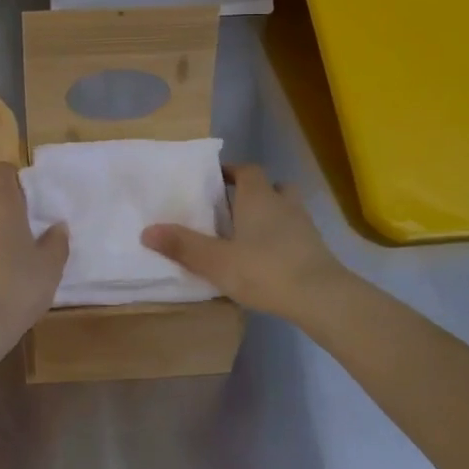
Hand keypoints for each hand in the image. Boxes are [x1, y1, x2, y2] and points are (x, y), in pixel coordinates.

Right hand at [141, 164, 346, 319]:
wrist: (322, 298)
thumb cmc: (265, 269)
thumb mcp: (216, 260)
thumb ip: (182, 246)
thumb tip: (146, 230)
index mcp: (258, 197)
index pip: (246, 170)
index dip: (231, 171)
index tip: (215, 180)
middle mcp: (283, 203)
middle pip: (271, 186)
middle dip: (253, 193)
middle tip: (232, 208)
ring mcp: (305, 226)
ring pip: (286, 209)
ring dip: (271, 215)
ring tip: (250, 234)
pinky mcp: (317, 250)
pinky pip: (296, 234)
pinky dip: (283, 239)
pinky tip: (269, 259)